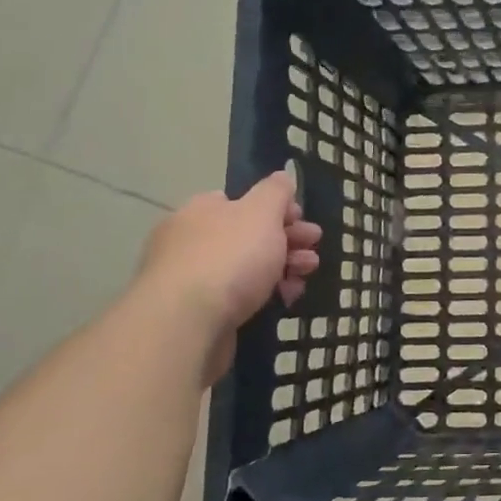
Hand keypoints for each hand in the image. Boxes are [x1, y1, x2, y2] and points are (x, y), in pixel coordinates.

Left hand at [136, 173, 321, 381]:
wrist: (187, 324)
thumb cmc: (229, 258)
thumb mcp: (261, 212)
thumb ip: (275, 192)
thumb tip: (282, 177)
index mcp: (202, 211)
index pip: (242, 202)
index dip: (277, 209)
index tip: (303, 221)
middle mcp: (192, 241)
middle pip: (248, 236)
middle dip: (287, 241)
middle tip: (314, 250)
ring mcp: (193, 280)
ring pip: (247, 268)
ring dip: (282, 268)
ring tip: (306, 276)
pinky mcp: (199, 315)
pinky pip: (239, 298)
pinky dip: (265, 296)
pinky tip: (285, 300)